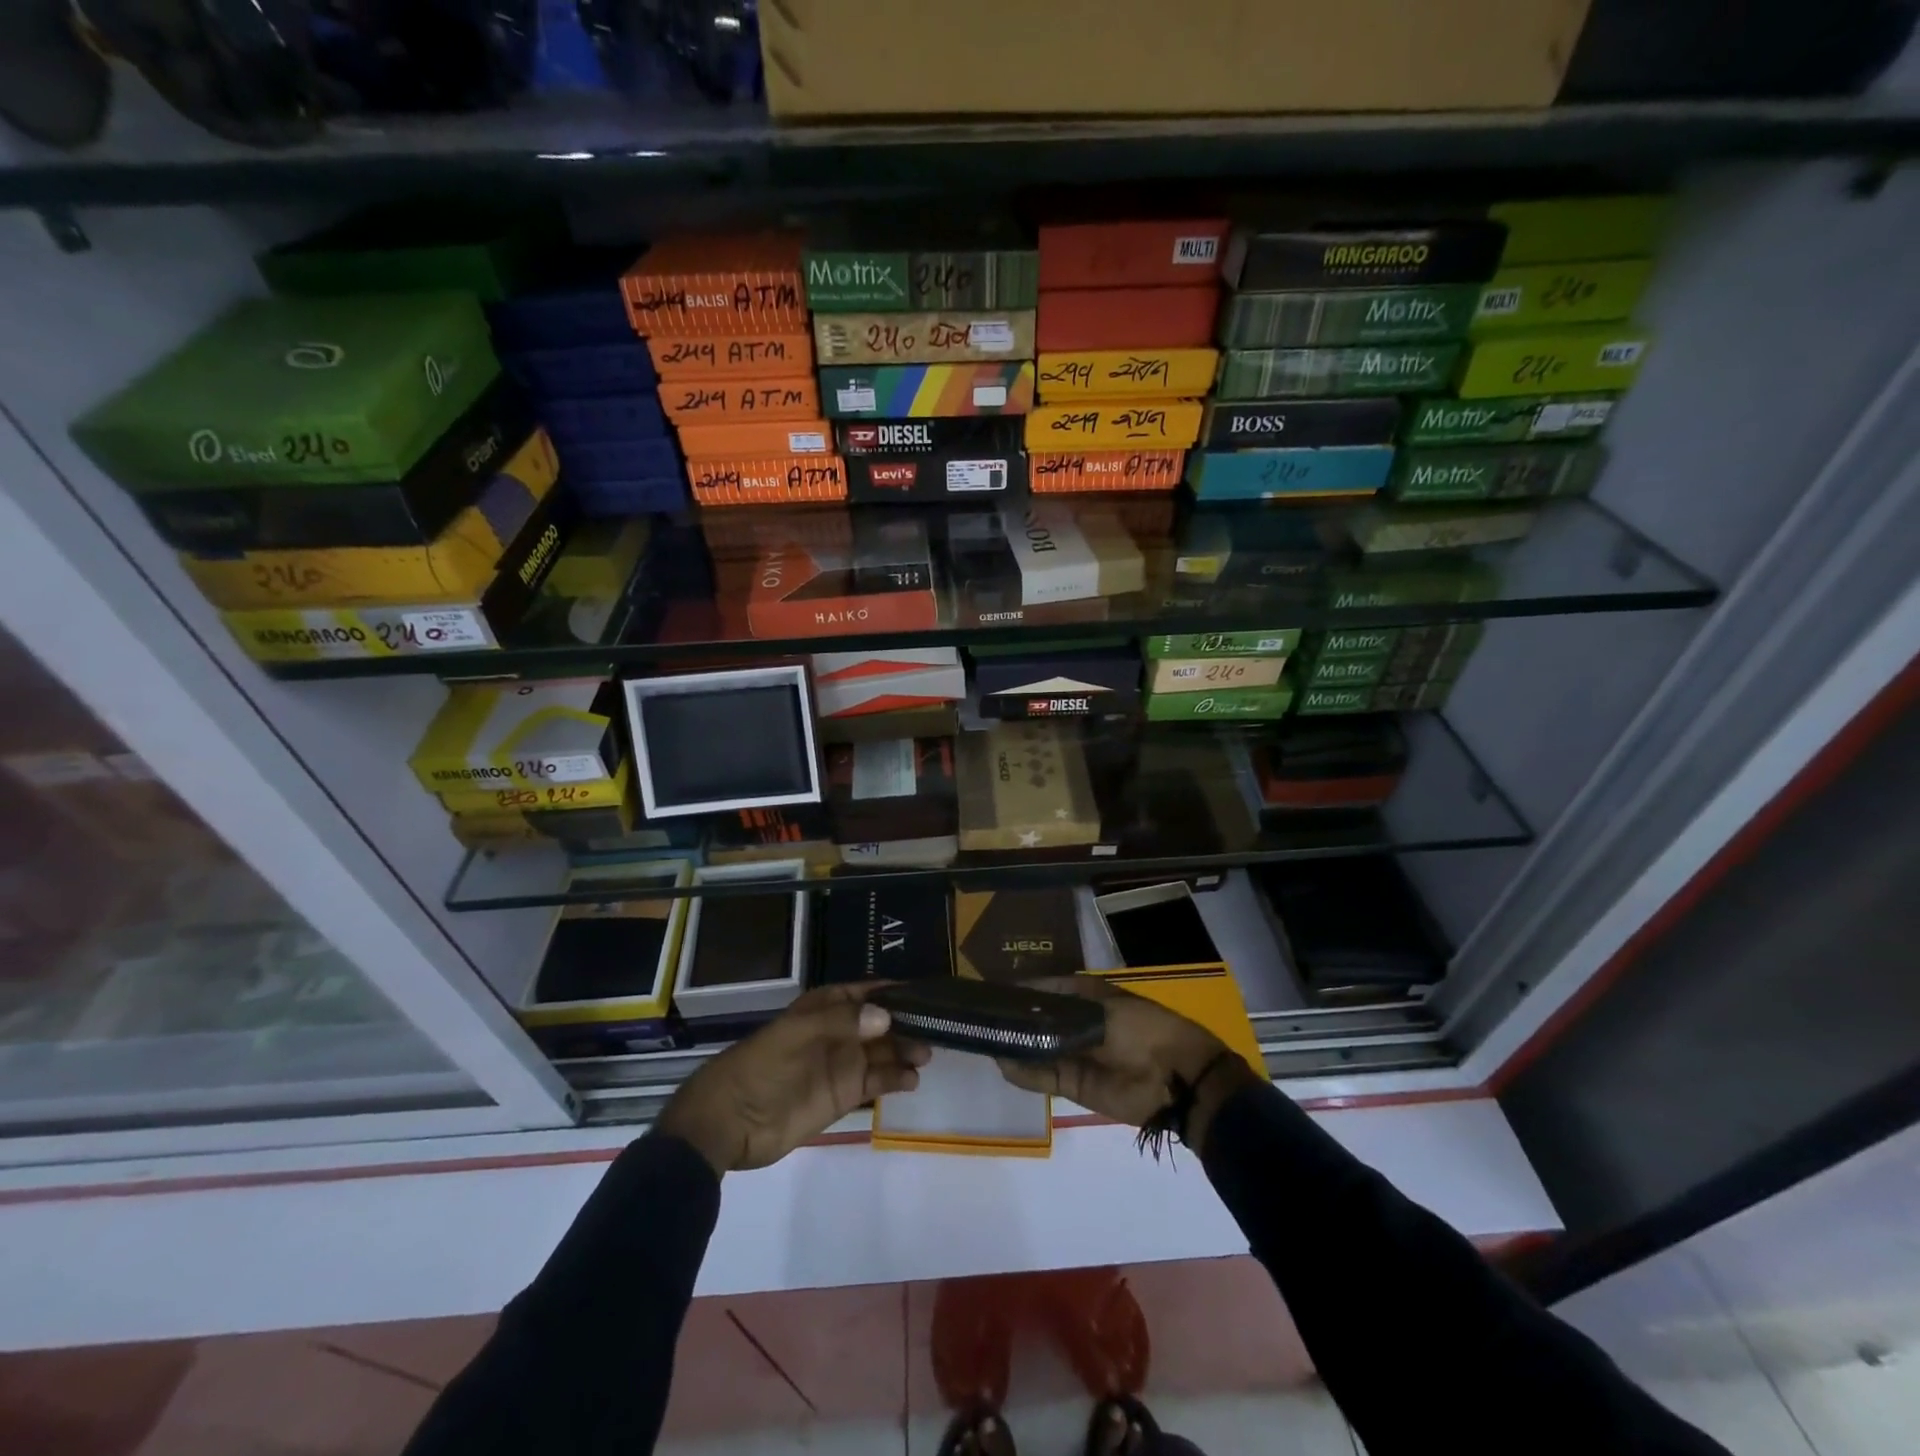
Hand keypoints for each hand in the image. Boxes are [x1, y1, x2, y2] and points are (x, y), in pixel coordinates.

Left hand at [655, 983, 929, 1174]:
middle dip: (907, 1023)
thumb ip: (843, 1023)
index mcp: (824, 1007)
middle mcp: (839, 1032)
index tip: (925, 993)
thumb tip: (887, 1017)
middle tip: (936, 1030)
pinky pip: (877, 1082)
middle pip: (882, 1023)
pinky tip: (911, 1081)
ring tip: (926, 1056)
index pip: (866, 992)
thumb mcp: (797, 1034)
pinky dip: (896, 1079)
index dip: (893, 991)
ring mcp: (842, 1064)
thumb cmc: (762, 1066)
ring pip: (884, 1051)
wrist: (729, 1121)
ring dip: (905, 1051)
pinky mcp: (843, 1096)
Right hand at [995, 976, 1260, 1155]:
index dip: (1023, 989)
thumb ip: (1061, 1015)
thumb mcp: (1103, 1011)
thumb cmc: (1144, 1029)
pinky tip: (1001, 1062)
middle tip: (981, 1016)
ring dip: (1014, 1045)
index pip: (1046, 990)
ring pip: (1036, 1048)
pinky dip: (1023, 1071)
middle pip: (1038, 1020)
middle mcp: (1077, 1024)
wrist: (1177, 1079)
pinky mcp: (1074, 1085)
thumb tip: (1024, 1015)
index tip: (994, 989)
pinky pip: (1043, 1076)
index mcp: (1087, 997)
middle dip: (1014, 1019)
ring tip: (984, 1038)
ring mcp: (1074, 1055)